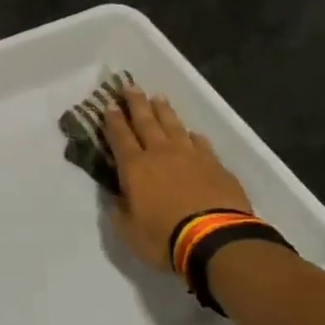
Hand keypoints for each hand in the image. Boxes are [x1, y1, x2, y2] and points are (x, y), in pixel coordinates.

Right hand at [102, 87, 255, 273]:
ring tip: (158, 97)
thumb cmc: (164, 236)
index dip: (112, 120)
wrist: (215, 239)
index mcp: (135, 167)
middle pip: (146, 122)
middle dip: (136, 103)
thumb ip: (119, 210)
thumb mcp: (128, 230)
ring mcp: (190, 156)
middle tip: (130, 86)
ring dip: (164, 111)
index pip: (120, 137)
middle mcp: (161, 153)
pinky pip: (201, 143)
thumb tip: (116, 195)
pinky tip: (192, 133)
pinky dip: (193, 136)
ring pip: (174, 126)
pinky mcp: (215, 164)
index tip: (108, 104)